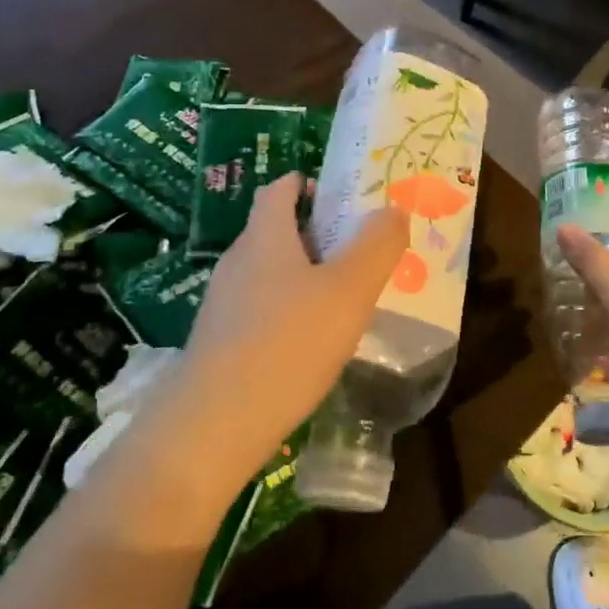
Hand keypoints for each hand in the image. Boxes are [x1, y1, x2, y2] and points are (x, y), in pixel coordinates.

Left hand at [151, 175, 407, 492]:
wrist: (216, 425)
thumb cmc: (288, 342)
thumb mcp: (349, 289)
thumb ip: (377, 245)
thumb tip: (392, 209)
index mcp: (264, 237)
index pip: (279, 189)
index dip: (309, 183)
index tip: (344, 197)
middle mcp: (238, 262)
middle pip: (277, 231)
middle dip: (318, 234)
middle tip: (361, 252)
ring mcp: (224, 305)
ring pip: (271, 274)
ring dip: (307, 277)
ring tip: (345, 299)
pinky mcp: (221, 343)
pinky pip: (262, 310)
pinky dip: (290, 312)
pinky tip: (314, 343)